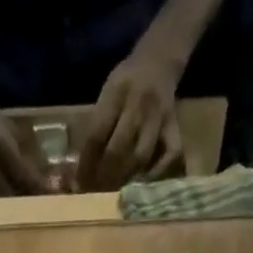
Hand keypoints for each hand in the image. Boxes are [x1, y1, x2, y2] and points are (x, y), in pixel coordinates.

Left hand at [80, 54, 184, 189]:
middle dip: (104, 176)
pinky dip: (157, 172)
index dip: (86, 163)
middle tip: (96, 192)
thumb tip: (78, 165)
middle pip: (119, 149)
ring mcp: (159, 116)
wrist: (159, 60)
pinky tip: (143, 181)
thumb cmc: (126, 83)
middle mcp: (139, 103)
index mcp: (117, 92)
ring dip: (125, 178)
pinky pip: (170, 154)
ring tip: (115, 191)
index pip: (97, 134)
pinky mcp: (174, 126)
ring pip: (141, 156)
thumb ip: (94, 123)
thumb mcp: (106, 92)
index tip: (79, 183)